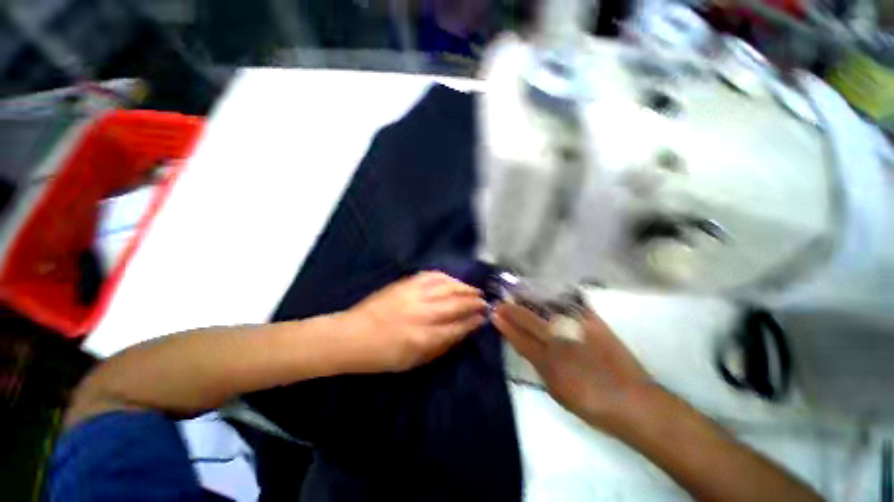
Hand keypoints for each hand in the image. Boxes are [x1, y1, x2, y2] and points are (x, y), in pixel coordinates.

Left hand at [337, 272, 487, 372]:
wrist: (353, 335)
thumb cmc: (383, 355)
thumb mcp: (413, 362)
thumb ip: (439, 347)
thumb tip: (460, 334)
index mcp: (425, 337)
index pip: (458, 327)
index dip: (474, 321)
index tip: (484, 318)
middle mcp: (423, 313)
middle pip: (456, 304)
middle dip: (474, 302)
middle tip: (484, 301)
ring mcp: (414, 295)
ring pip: (447, 287)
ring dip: (464, 287)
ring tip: (474, 290)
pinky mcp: (405, 284)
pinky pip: (431, 276)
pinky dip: (445, 277)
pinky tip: (453, 279)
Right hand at [494, 302, 654, 433]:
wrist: (633, 401)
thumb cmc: (592, 404)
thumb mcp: (558, 392)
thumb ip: (540, 368)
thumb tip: (529, 348)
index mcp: (549, 364)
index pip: (520, 339)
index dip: (505, 326)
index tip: (495, 314)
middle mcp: (560, 343)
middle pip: (529, 321)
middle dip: (512, 310)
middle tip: (501, 302)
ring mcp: (577, 330)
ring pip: (547, 310)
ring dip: (529, 301)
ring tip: (517, 294)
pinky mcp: (594, 323)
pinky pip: (573, 305)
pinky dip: (558, 298)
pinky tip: (548, 292)